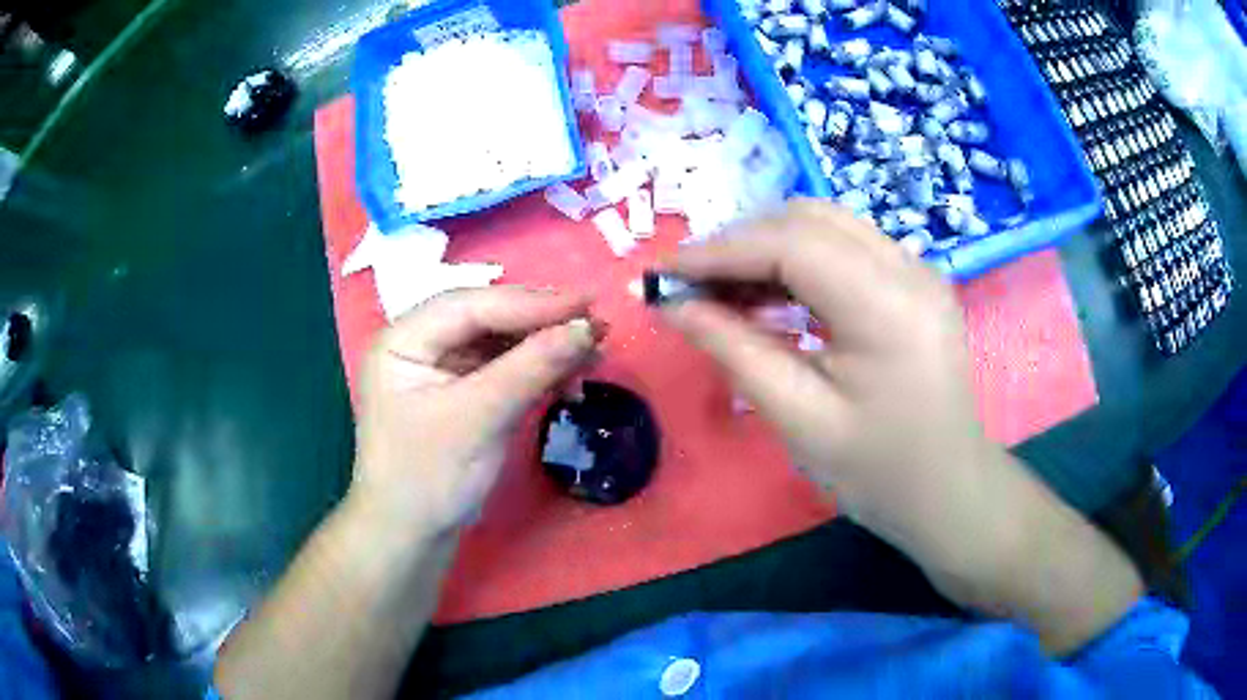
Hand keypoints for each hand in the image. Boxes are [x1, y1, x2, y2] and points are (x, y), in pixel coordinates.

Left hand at [351, 287, 597, 538]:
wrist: (412, 537)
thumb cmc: (428, 478)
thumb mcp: (477, 420)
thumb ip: (530, 369)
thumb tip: (587, 329)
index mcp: (402, 340)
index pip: (471, 306)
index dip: (531, 302)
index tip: (587, 304)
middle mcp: (420, 343)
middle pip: (488, 318)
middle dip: (542, 323)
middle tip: (598, 326)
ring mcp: (442, 367)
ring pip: (501, 341)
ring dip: (546, 348)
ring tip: (593, 356)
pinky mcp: (463, 391)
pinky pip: (506, 368)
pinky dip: (538, 372)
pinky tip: (570, 380)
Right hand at [659, 200, 1143, 653]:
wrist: (949, 492)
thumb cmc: (878, 473)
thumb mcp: (799, 419)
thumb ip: (734, 350)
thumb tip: (671, 303)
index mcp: (889, 307)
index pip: (792, 244)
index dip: (721, 250)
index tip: (664, 272)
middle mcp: (910, 268)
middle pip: (809, 220)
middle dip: (741, 244)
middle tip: (691, 286)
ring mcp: (918, 269)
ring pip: (826, 226)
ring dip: (767, 248)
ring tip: (722, 293)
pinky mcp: (915, 281)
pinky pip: (845, 248)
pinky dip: (798, 262)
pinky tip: (770, 298)